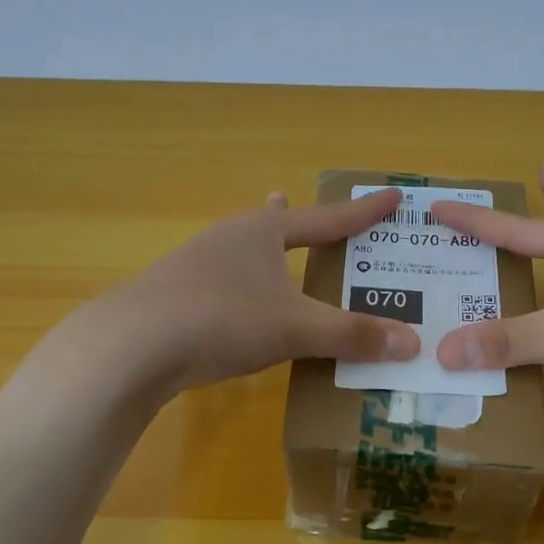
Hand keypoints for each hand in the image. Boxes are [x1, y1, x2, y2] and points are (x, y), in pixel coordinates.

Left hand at [98, 187, 420, 391]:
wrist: (130, 345)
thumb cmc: (222, 318)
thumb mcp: (295, 328)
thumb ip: (352, 335)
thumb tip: (413, 344)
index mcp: (263, 231)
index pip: (328, 219)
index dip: (364, 212)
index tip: (393, 198)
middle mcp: (230, 238)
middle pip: (273, 225)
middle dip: (291, 220)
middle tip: (298, 207)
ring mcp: (196, 265)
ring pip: (242, 254)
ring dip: (260, 253)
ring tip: (269, 252)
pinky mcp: (175, 296)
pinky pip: (223, 285)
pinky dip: (241, 288)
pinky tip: (234, 306)